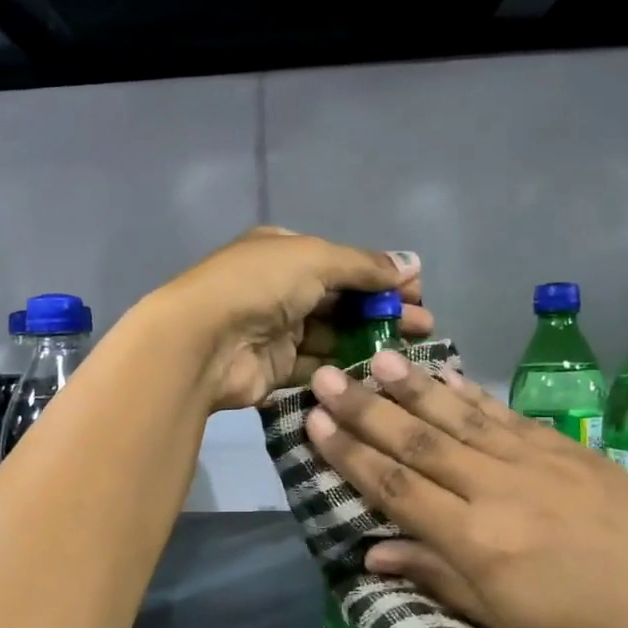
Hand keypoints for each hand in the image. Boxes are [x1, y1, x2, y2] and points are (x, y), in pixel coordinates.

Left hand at [144, 227, 432, 411]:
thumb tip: (410, 263)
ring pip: (333, 336)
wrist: (202, 341)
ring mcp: (276, 331)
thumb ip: (363, 265)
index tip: (417, 292)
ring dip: (370, 341)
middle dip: (383, 310)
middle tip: (424, 326)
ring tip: (410, 352)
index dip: (380, 276)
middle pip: (342, 301)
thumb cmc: (259, 285)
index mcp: (285, 253)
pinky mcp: (275, 369)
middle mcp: (280, 289)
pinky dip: (344, 368)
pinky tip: (378, 373)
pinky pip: (317, 367)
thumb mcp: (316, 258)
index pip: (342, 263)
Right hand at [303, 349, 627, 627]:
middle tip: (326, 375)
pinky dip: (469, 392)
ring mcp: (536, 461)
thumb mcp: (499, 617)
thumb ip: (432, 574)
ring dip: (413, 385)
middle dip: (365, 408)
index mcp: (476, 540)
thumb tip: (371, 552)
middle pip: (418, 440)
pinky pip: (505, 414)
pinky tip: (444, 373)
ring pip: (459, 415)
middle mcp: (498, 490)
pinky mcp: (568, 447)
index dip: (349, 453)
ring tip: (377, 358)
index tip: (314, 422)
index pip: (395, 486)